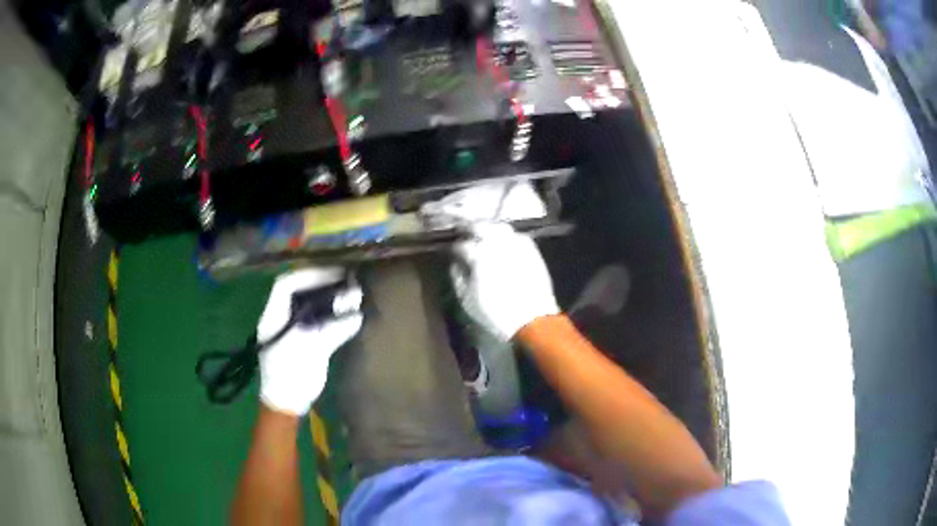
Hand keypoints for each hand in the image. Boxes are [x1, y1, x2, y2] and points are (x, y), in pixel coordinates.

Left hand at [258, 268, 362, 415]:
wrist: (286, 404)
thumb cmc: (292, 376)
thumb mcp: (311, 351)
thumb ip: (333, 331)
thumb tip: (357, 316)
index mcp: (274, 317)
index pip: (287, 285)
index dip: (310, 275)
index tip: (334, 275)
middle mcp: (279, 317)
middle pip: (298, 291)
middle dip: (320, 283)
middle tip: (344, 280)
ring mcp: (288, 327)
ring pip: (306, 303)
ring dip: (326, 297)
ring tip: (347, 293)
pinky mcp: (300, 338)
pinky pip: (313, 317)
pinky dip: (328, 312)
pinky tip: (344, 312)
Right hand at [451, 222, 558, 339]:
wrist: (532, 319)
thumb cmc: (495, 312)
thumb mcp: (467, 299)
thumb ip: (458, 277)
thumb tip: (456, 263)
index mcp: (479, 256)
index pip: (461, 245)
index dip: (454, 248)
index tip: (452, 252)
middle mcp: (497, 244)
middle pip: (480, 226)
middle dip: (470, 228)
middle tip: (464, 233)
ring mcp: (516, 245)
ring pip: (499, 227)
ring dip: (489, 229)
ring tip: (484, 235)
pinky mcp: (531, 250)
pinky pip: (517, 235)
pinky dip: (508, 236)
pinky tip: (504, 243)